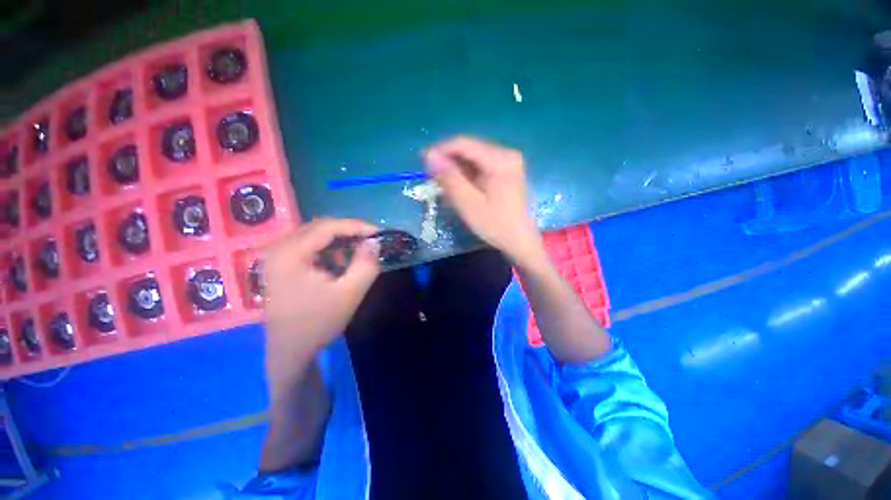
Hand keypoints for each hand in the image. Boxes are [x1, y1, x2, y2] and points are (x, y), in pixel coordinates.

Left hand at [262, 219, 379, 383]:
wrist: (290, 351)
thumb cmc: (318, 323)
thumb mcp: (349, 294)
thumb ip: (366, 265)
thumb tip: (375, 241)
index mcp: (290, 254)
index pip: (326, 227)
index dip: (356, 226)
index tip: (379, 232)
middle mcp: (278, 248)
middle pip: (319, 227)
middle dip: (349, 231)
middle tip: (372, 239)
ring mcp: (277, 255)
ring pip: (315, 235)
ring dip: (340, 239)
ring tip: (361, 247)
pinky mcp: (281, 263)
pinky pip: (309, 245)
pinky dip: (329, 248)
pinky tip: (342, 258)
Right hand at [423, 136, 544, 266]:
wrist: (520, 241)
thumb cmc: (495, 224)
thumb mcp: (468, 203)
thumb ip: (449, 177)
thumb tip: (429, 154)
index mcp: (500, 159)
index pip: (464, 143)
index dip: (440, 150)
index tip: (422, 161)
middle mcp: (506, 154)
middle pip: (469, 149)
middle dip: (448, 160)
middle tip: (430, 176)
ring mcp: (508, 163)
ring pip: (474, 158)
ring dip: (456, 168)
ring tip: (442, 183)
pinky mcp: (506, 172)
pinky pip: (481, 167)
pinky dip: (467, 175)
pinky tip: (459, 186)